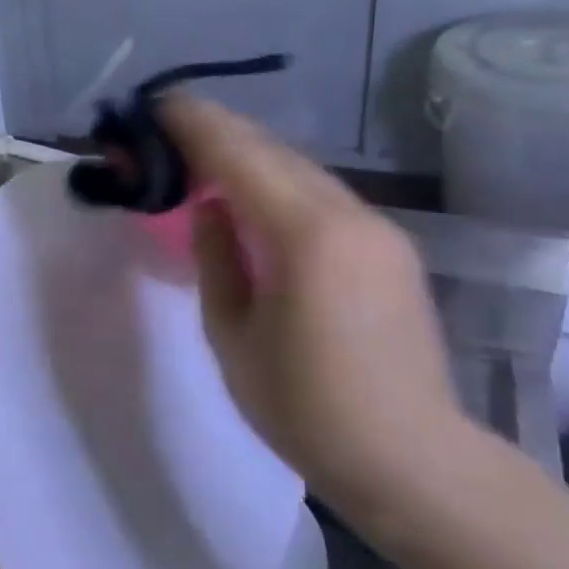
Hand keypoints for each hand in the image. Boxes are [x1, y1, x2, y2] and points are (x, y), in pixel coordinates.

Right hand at [159, 95, 466, 513]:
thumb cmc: (305, 409)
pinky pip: (320, 193)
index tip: (154, 108)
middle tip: (166, 129)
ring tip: (200, 157)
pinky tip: (251, 196)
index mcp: (306, 236)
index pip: (239, 154)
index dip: (193, 124)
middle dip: (216, 131)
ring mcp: (378, 227)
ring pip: (299, 167)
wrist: (414, 461)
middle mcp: (350, 215)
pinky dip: (277, 180)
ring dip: (247, 153)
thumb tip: (211, 206)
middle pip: (272, 149)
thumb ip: (216, 256)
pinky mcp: (390, 245)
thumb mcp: (232, 335)